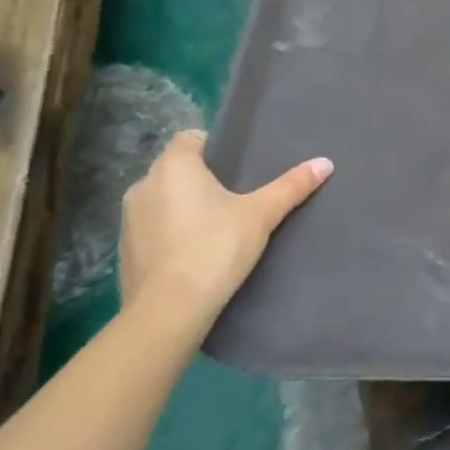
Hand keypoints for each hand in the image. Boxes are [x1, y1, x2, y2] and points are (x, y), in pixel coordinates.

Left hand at [119, 131, 332, 338]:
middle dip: (201, 178)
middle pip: (176, 169)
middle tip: (236, 193)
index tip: (238, 164)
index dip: (213, 146)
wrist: (168, 311)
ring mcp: (128, 221)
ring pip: (162, 199)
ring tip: (217, 223)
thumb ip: (291, 186)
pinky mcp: (124, 252)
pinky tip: (195, 251)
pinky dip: (171, 233)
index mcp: (173, 167)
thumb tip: (325, 162)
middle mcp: (143, 186)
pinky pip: (152, 229)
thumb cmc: (215, 247)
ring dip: (183, 206)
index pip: (190, 138)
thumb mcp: (261, 214)